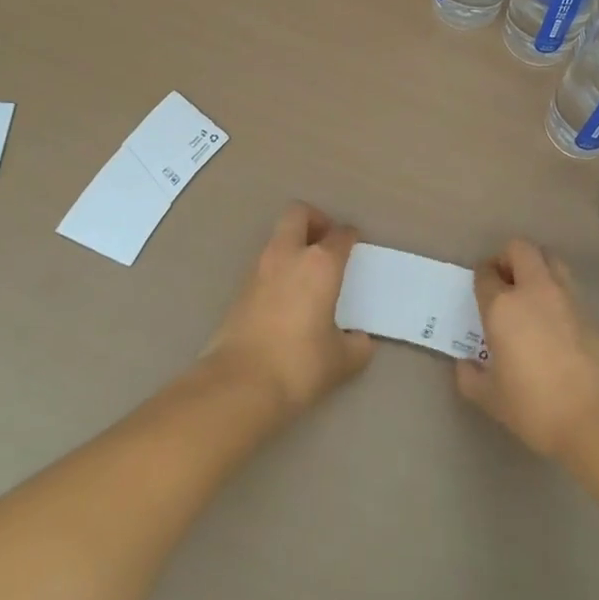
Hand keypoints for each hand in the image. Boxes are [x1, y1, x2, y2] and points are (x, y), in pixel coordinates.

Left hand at [203, 202, 374, 416]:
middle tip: (327, 244)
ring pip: (277, 238)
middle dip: (315, 220)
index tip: (355, 245)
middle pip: (298, 214)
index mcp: (320, 264)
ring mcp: (258, 270)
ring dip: (293, 245)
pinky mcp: (239, 290)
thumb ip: (357, 345)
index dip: (350, 236)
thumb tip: (360, 340)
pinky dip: (278, 269)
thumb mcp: (341, 360)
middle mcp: (288, 256)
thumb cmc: (298, 364)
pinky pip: (264, 265)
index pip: (340, 235)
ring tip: (308, 274)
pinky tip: (287, 298)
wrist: (238, 385)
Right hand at [456, 238, 598, 457]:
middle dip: (508, 257)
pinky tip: (554, 318)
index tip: (480, 287)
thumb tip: (466, 364)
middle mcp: (534, 290)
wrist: (597, 415)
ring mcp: (567, 296)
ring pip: (549, 259)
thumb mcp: (492, 399)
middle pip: (520, 249)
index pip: (486, 274)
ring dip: (536, 266)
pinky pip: (568, 285)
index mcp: (503, 306)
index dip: (481, 276)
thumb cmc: (535, 406)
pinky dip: (557, 290)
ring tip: (530, 294)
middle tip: (504, 281)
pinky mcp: (591, 310)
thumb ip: (471, 377)